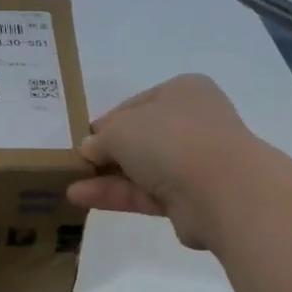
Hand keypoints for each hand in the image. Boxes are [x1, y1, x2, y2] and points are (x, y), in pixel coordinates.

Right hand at [65, 74, 266, 248]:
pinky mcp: (190, 198)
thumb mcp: (121, 129)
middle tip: (76, 164)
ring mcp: (194, 162)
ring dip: (106, 176)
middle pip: (140, 137)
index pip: (136, 104)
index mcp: (182, 92)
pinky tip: (81, 198)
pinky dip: (116, 194)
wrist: (222, 190)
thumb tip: (89, 149)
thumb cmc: (170, 139)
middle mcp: (192, 123)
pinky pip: (145, 193)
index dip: (106, 122)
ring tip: (69, 184)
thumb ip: (100, 139)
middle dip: (106, 152)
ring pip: (141, 168)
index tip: (82, 139)